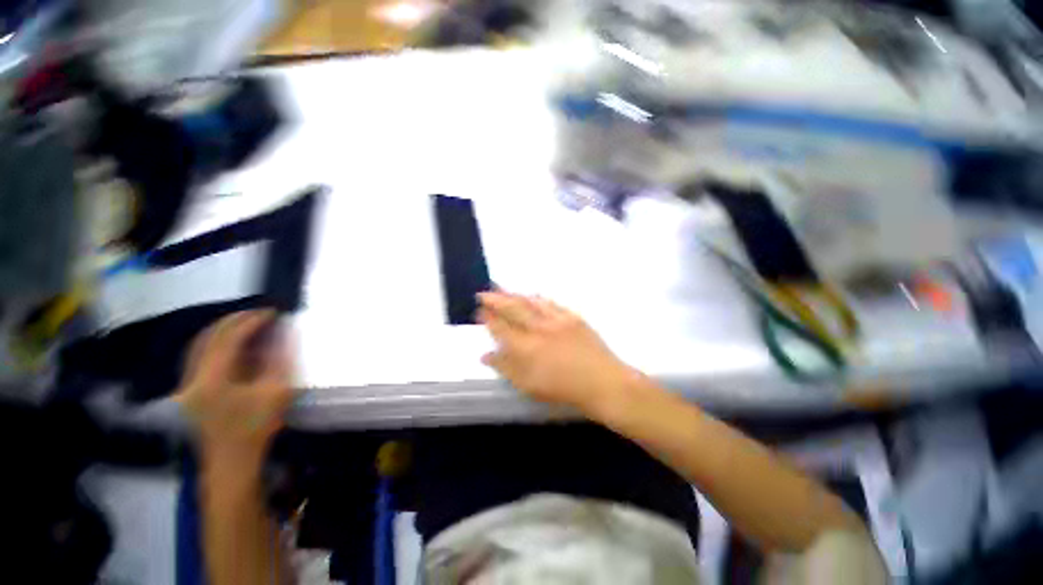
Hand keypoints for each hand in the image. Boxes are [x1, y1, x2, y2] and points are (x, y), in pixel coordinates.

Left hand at [175, 310, 292, 470]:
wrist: (232, 462)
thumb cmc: (257, 428)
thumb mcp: (276, 392)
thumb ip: (280, 359)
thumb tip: (285, 332)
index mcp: (212, 379)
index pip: (229, 338)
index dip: (251, 321)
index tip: (272, 312)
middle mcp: (192, 378)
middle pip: (208, 337)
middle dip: (234, 320)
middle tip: (259, 313)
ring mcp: (187, 386)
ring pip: (199, 345)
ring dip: (223, 330)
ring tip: (247, 323)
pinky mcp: (190, 392)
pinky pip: (199, 357)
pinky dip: (215, 344)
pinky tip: (232, 343)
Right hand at [478, 292, 639, 419]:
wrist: (603, 382)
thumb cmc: (564, 389)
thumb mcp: (529, 386)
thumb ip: (506, 368)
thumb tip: (486, 355)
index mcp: (527, 347)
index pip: (501, 328)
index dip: (489, 318)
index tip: (480, 311)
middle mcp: (539, 328)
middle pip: (513, 309)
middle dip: (496, 299)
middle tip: (483, 293)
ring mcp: (557, 320)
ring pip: (531, 302)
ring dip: (514, 295)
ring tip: (502, 289)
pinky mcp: (572, 317)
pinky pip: (550, 303)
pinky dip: (537, 298)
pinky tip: (532, 295)